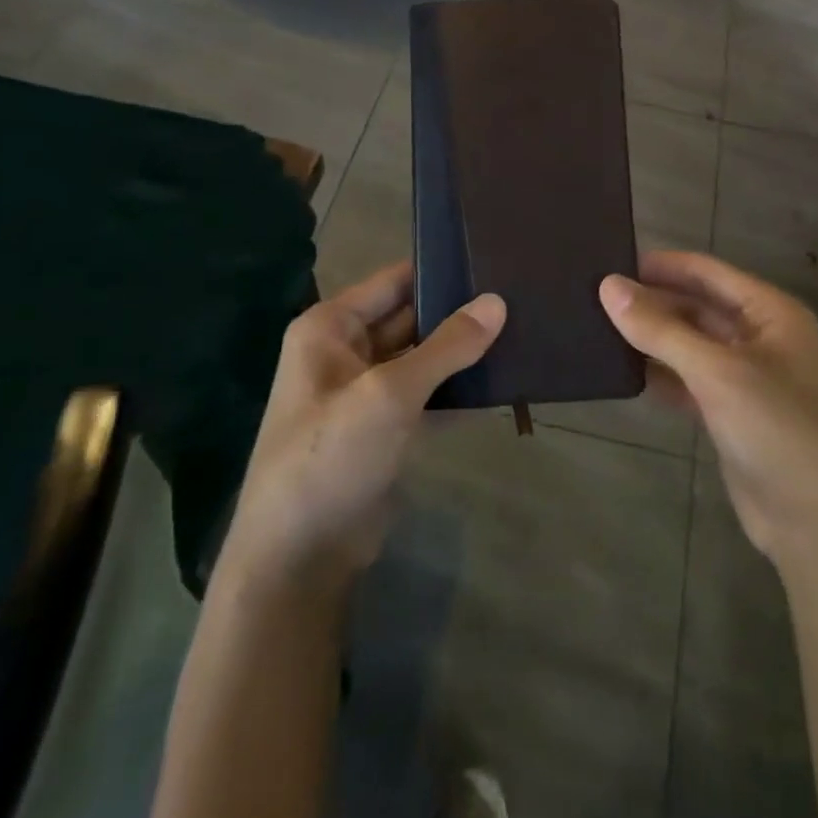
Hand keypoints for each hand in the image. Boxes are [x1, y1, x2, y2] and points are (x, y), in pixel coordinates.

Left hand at [224, 262, 504, 593]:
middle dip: (457, 311)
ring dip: (460, 352)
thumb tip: (498, 301)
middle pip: (410, 317)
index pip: (393, 281)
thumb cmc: (332, 455)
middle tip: (517, 295)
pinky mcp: (384, 429)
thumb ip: (447, 346)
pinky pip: (425, 394)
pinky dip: (455, 389)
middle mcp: (345, 352)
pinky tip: (500, 381)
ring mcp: (366, 393)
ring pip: (421, 358)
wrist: (299, 557)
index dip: (439, 269)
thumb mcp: (390, 393)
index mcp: (331, 327)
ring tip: (519, 330)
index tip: (491, 259)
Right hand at [600, 251, 817, 575]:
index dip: (662, 265)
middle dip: (653, 302)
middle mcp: (760, 337)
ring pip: (691, 345)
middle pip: (698, 306)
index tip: (611, 262)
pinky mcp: (731, 413)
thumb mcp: (716, 372)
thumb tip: (608, 286)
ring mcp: (746, 377)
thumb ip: (660, 329)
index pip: (708, 272)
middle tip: (596, 298)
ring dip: (653, 339)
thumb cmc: (777, 429)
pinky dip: (661, 374)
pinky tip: (624, 371)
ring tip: (600, 328)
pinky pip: (689, 380)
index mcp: (770, 312)